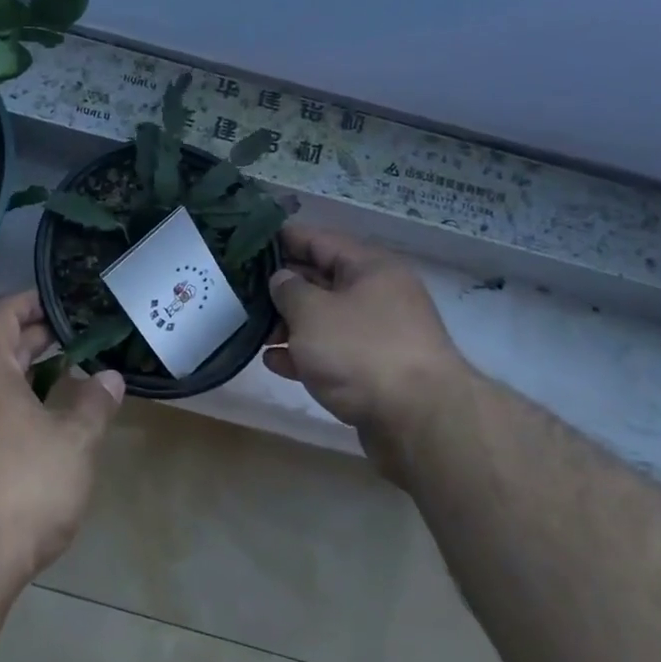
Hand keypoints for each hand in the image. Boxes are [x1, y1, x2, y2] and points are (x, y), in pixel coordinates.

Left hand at [0, 290, 124, 584]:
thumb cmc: (23, 485)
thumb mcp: (74, 442)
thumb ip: (94, 404)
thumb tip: (109, 378)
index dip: (27, 301)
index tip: (58, 302)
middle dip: (35, 338)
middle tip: (75, 336)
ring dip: (29, 376)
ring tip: (70, 378)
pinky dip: (20, 406)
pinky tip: (50, 429)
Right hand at [263, 226, 470, 473]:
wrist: (419, 422)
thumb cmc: (361, 352)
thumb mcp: (312, 312)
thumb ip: (288, 290)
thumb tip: (282, 279)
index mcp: (370, 268)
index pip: (320, 240)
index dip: (283, 239)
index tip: (248, 242)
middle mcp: (379, 295)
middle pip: (322, 280)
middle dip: (282, 286)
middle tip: (242, 290)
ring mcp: (379, 335)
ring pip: (325, 320)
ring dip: (290, 324)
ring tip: (253, 330)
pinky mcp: (375, 372)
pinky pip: (333, 353)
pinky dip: (305, 354)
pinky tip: (274, 361)